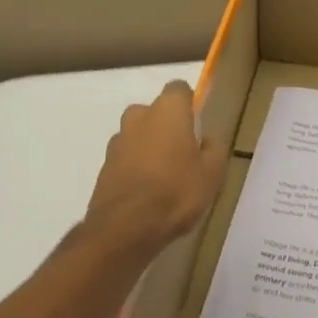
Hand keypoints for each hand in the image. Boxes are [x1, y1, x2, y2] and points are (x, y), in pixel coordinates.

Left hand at [84, 80, 227, 257]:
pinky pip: (125, 158)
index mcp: (168, 110)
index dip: (189, 104)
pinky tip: (146, 192)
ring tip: (163, 176)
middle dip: (166, 125)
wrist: (125, 228)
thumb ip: (213, 149)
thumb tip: (207, 138)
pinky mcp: (104, 166)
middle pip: (155, 111)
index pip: (179, 89)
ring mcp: (117, 141)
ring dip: (148, 146)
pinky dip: (134, 167)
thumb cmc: (176, 192)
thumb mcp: (212, 173)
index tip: (197, 125)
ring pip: (138, 134)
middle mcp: (139, 116)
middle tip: (182, 152)